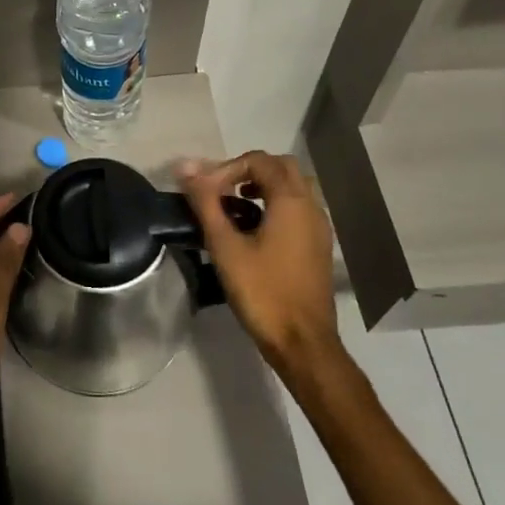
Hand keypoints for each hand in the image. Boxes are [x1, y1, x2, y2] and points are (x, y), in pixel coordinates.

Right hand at [179, 151, 343, 378]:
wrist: (303, 343)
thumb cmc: (262, 292)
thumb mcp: (225, 245)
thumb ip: (205, 202)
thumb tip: (185, 166)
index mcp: (291, 201)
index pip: (259, 160)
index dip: (227, 168)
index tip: (206, 190)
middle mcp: (311, 207)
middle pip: (281, 167)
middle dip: (249, 171)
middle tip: (222, 190)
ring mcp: (319, 228)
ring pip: (293, 188)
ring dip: (264, 187)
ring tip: (234, 207)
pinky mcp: (319, 247)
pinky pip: (299, 209)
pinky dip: (276, 206)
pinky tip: (253, 231)